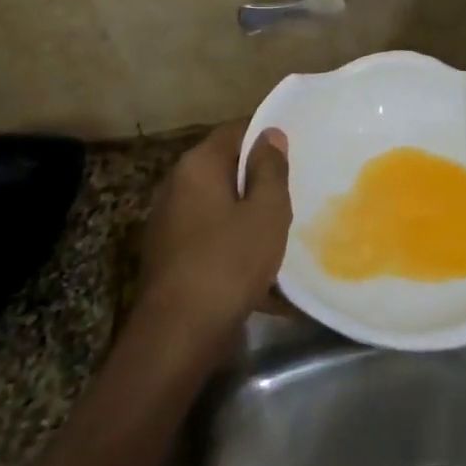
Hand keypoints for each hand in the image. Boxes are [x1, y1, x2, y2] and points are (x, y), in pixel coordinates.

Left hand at [138, 123, 291, 338]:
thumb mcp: (266, 211)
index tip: (296, 147)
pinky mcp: (170, 255)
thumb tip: (270, 134)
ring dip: (247, 210)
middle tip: (295, 186)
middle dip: (258, 176)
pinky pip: (209, 233)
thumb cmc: (229, 262)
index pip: (235, 131)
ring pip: (218, 203)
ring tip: (281, 224)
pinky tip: (258, 260)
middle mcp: (176, 186)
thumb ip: (270, 169)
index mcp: (197, 166)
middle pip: (224, 167)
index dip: (266, 136)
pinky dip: (233, 238)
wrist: (179, 334)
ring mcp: (169, 222)